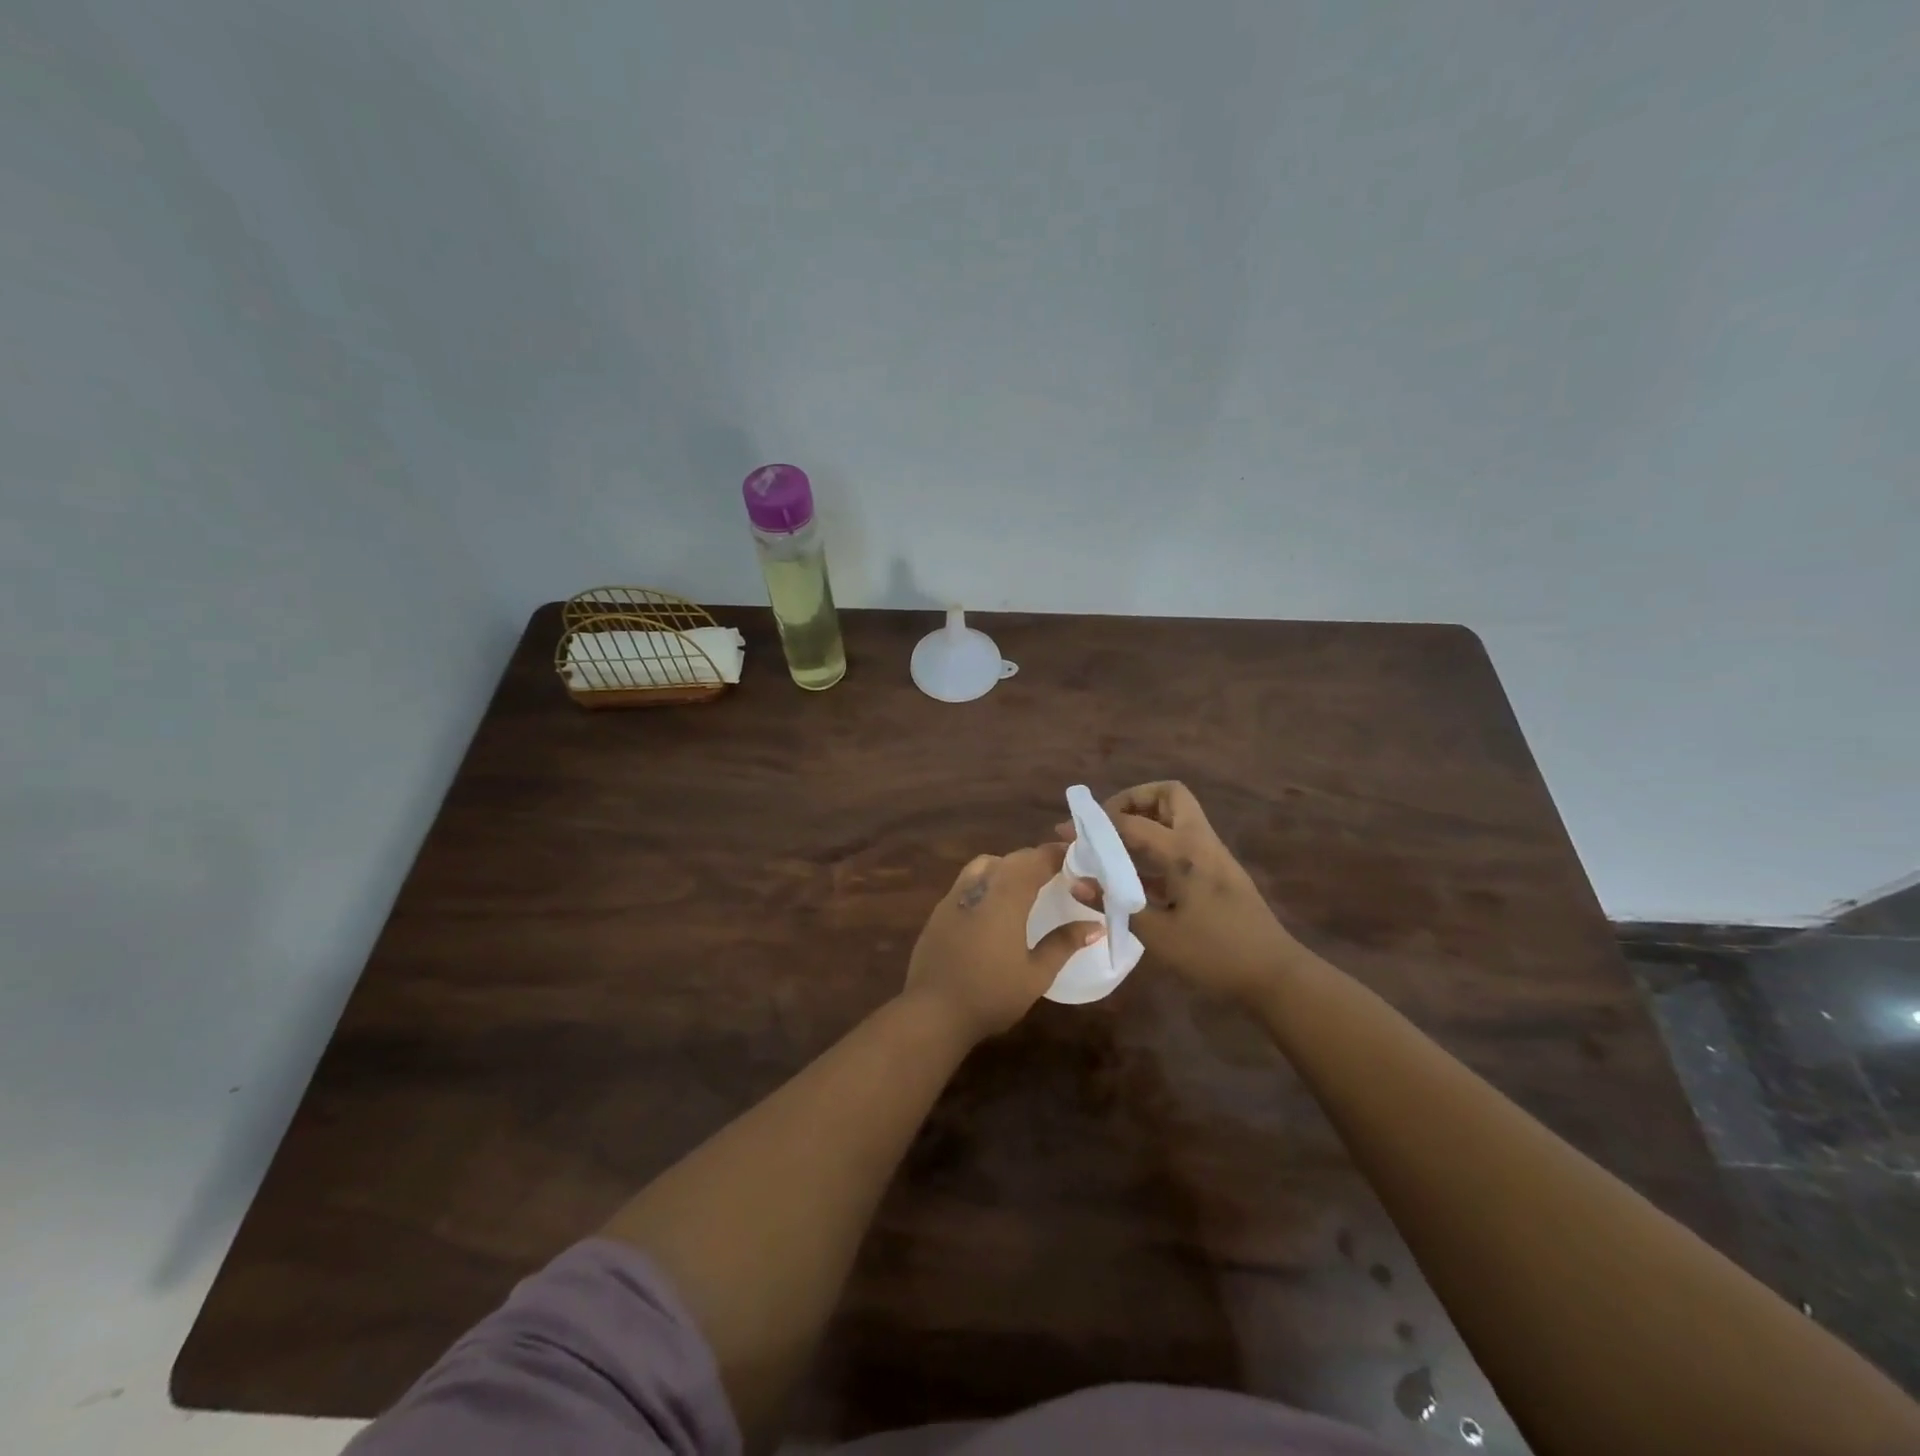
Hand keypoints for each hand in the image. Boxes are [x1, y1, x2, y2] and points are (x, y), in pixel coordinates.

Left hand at [904, 844, 1104, 1043]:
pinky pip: (968, 882)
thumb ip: (1064, 944)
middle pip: (1011, 859)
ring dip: (1008, 866)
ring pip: (985, 865)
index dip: (1057, 854)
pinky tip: (994, 907)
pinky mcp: (938, 912)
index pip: (1036, 860)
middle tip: (1058, 874)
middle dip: (1036, 860)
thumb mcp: (1036, 975)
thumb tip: (1095, 925)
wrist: (932, 1012)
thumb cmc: (991, 994)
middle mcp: (979, 887)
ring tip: (1025, 886)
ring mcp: (954, 897)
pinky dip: (987, 881)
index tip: (1077, 858)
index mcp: (1006, 897)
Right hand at [1058, 781, 1300, 1004]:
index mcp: (1184, 852)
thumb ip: (1115, 903)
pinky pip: (1183, 839)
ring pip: (1178, 815)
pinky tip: (1136, 873)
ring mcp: (1213, 854)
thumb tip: (1076, 882)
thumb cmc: (1214, 954)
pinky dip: (1157, 842)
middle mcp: (1200, 842)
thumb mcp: (1158, 934)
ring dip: (1146, 819)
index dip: (1094, 825)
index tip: (1067, 831)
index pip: (1131, 823)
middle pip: (1168, 794)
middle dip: (1133, 800)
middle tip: (1107, 824)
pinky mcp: (1217, 870)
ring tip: (1115, 844)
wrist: (1274, 975)